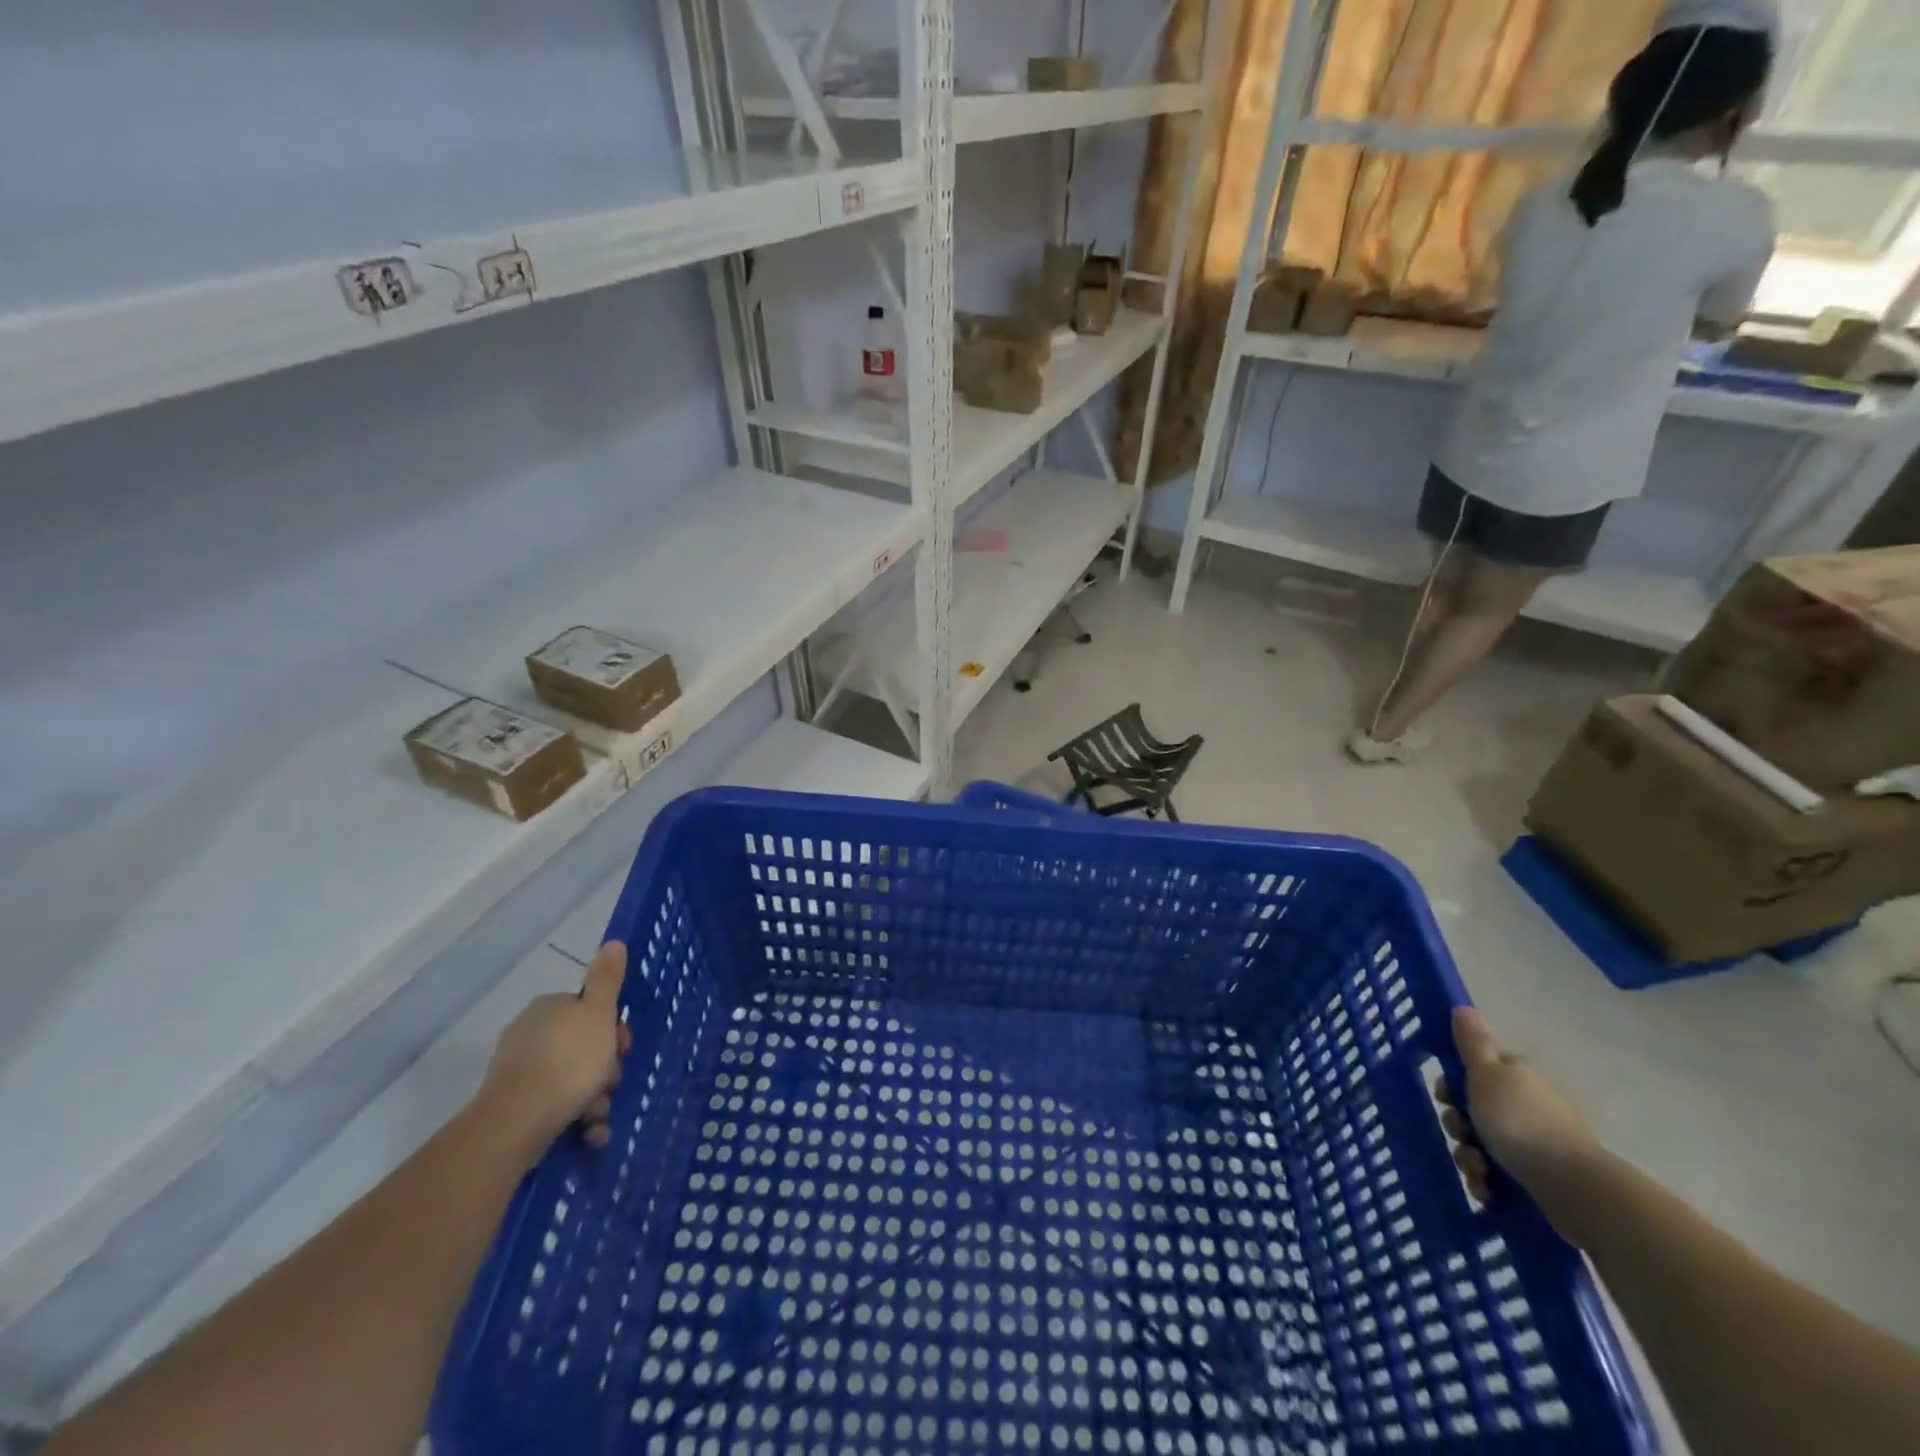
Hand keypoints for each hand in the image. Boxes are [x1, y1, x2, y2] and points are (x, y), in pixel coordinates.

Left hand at [476, 941, 632, 1164]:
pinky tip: (588, 1134)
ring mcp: (518, 1072)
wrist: (515, 1124)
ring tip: (597, 1117)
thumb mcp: (598, 1013)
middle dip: (604, 1070)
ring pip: (573, 1081)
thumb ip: (607, 979)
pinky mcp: (514, 1107)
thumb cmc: (568, 1061)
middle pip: (584, 1047)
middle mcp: (530, 1034)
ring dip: (595, 1100)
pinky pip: (556, 1107)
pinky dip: (576, 1120)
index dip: (612, 1029)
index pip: (590, 1011)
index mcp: (549, 1008)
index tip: (622, 1047)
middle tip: (610, 1084)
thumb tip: (613, 942)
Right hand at [1435, 1007, 1598, 1211]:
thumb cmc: (1520, 1122)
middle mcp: (1524, 1105)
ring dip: (1469, 1158)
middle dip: (1458, 1126)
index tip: (1445, 1096)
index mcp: (1514, 1077)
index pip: (1474, 1071)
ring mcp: (1532, 1143)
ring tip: (1478, 1172)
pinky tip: (1487, 1191)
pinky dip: (1487, 1183)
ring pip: (1480, 1145)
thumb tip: (1463, 1008)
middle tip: (1461, 1134)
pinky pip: (1497, 1176)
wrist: (1573, 1187)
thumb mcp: (1486, 1074)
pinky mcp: (1536, 1177)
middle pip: (1472, 1110)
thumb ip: (1472, 1043)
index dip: (1452, 1083)